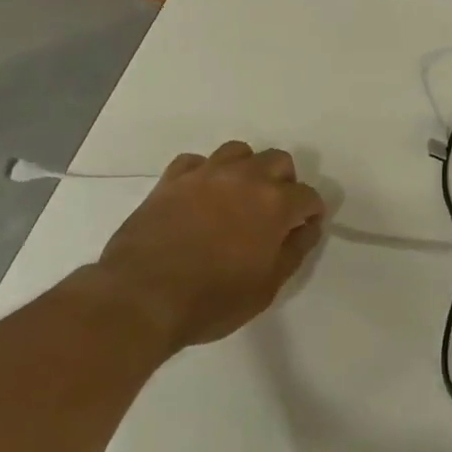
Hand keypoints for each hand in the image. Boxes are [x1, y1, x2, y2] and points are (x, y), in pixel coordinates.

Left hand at [96, 141, 326, 351]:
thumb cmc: (212, 300)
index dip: (310, 213)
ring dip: (246, 170)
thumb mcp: (268, 287)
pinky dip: (204, 173)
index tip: (303, 229)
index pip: (308, 195)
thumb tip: (309, 226)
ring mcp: (206, 173)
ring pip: (238, 152)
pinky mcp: (172, 178)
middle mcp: (245, 177)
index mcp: (275, 203)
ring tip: (238, 197)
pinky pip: (196, 162)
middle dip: (284, 182)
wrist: (142, 297)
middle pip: (278, 161)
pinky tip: (200, 195)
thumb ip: (295, 250)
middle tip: (273, 213)